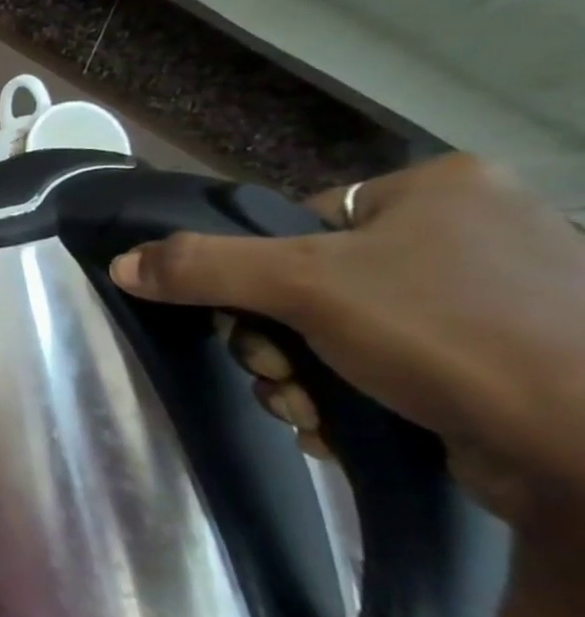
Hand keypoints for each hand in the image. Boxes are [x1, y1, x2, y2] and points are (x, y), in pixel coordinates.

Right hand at [108, 155, 584, 532]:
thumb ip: (202, 267)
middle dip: (273, 342)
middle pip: (309, 285)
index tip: (255, 318)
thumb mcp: (302, 285)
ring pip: (336, 335)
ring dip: (298, 378)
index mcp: (439, 190)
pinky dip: (347, 399)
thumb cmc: (446, 334)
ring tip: (311, 410)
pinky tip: (343, 425)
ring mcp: (489, 303)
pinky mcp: (495, 365)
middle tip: (280, 371)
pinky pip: (384, 368)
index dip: (259, 275)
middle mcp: (470, 235)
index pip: (300, 222)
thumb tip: (121, 264)